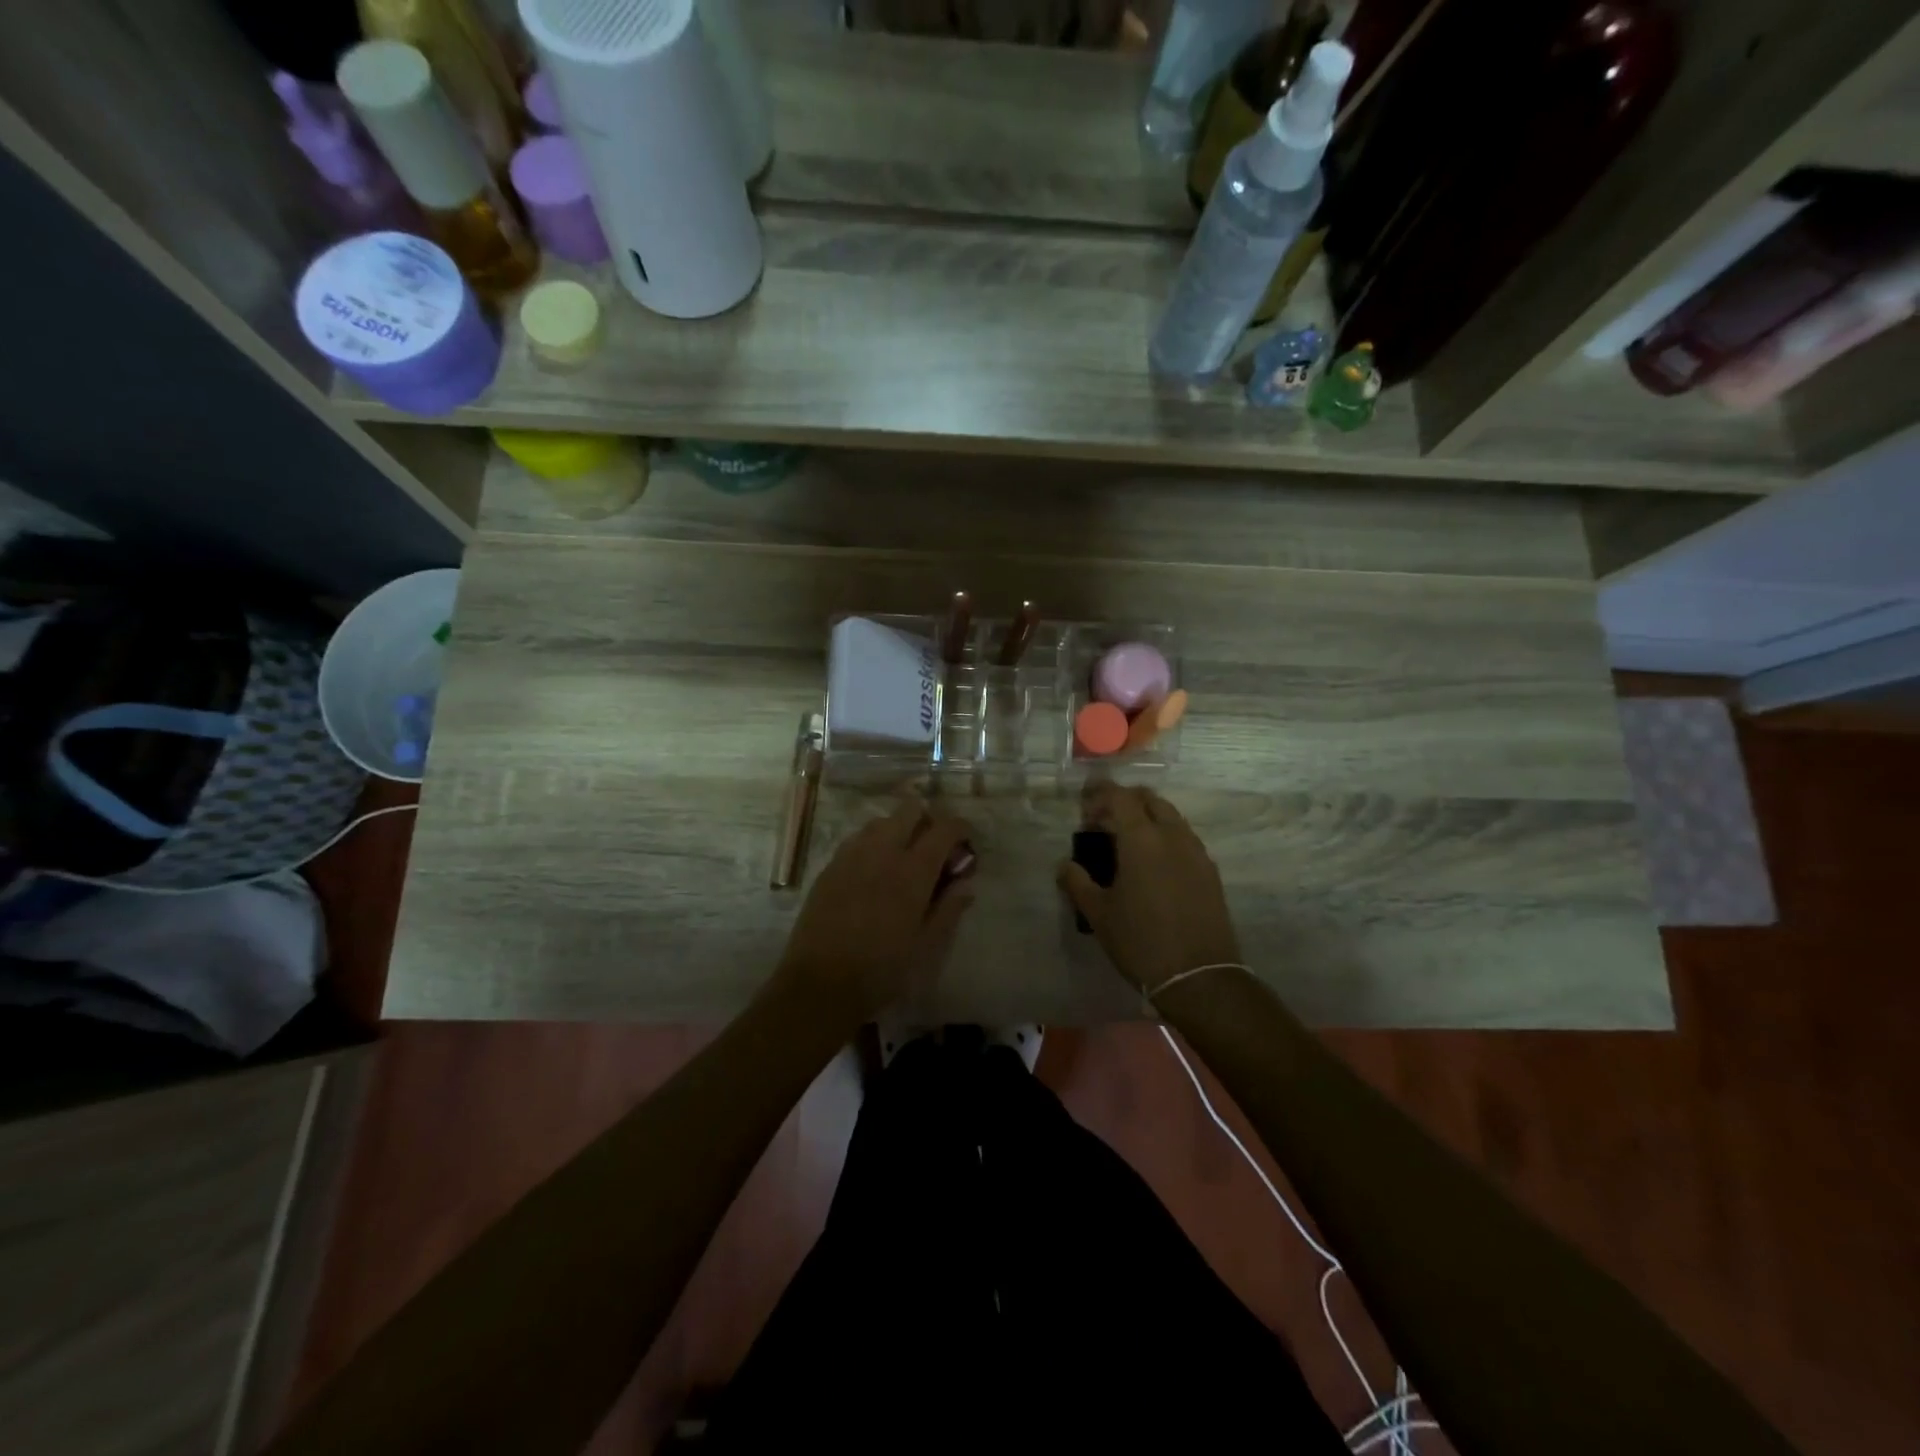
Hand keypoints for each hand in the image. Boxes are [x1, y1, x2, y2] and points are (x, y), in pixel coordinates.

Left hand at [773, 796, 975, 1026]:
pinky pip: (857, 839)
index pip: (943, 828)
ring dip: (899, 830)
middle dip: (928, 821)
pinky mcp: (830, 867)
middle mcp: (883, 852)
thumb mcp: (926, 946)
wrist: (820, 984)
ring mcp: (852, 856)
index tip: (965, 842)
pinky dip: (874, 844)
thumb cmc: (882, 970)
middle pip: (910, 811)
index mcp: (913, 871)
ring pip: (881, 821)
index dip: (960, 828)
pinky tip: (874, 872)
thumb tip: (966, 883)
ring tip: (903, 860)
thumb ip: (949, 909)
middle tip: (934, 849)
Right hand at [1056, 784, 1240, 995]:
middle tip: (1104, 822)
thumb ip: (1077, 882)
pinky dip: (1165, 838)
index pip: (1120, 797)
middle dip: (1125, 802)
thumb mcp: (1098, 913)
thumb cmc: (1140, 941)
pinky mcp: (1210, 872)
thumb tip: (1065, 865)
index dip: (1099, 795)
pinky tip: (1152, 865)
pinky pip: (1184, 839)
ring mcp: (1196, 852)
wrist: (1198, 977)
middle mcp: (1172, 835)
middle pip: (1149, 799)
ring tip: (1127, 844)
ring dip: (1147, 818)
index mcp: (1141, 839)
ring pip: (1171, 817)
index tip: (1084, 809)